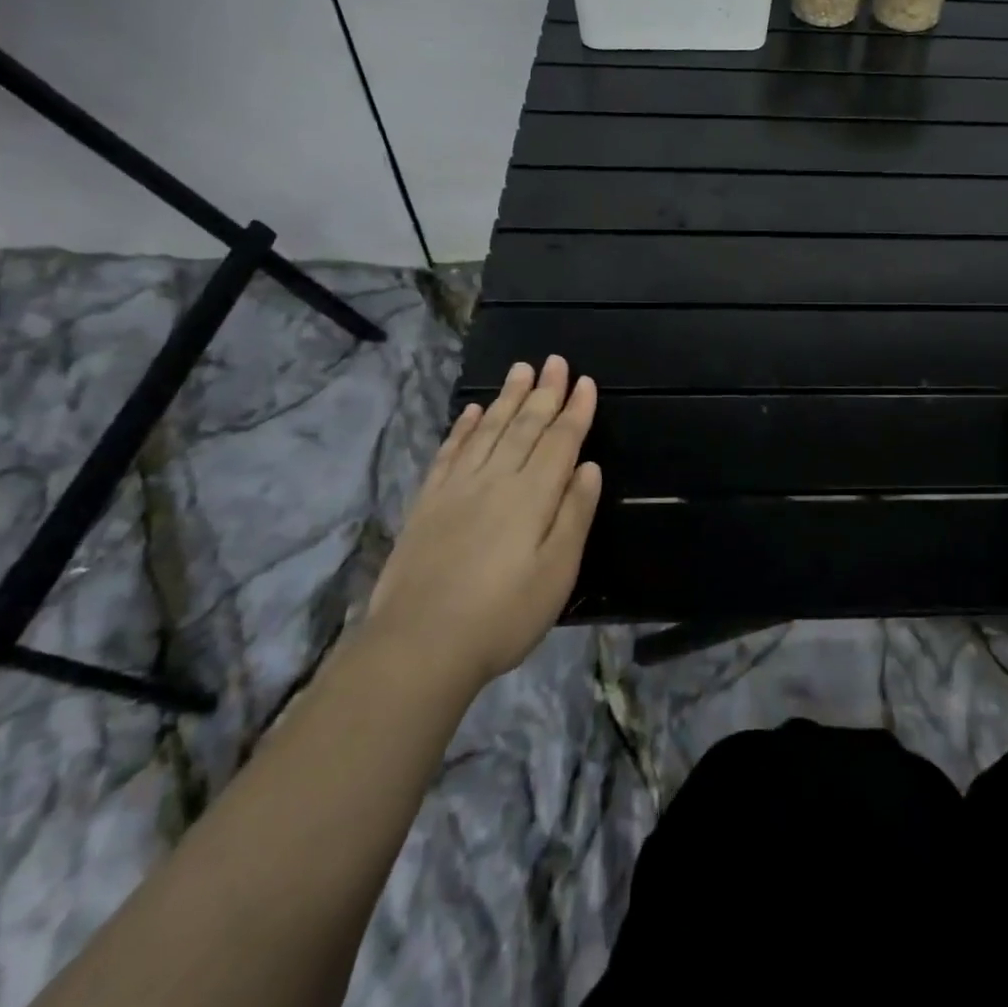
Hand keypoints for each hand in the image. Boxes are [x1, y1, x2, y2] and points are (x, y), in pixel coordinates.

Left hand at [365, 356, 602, 690]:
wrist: (419, 645)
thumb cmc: (503, 614)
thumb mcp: (557, 571)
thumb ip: (574, 514)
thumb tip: (588, 466)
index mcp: (533, 495)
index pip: (560, 440)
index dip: (575, 410)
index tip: (585, 382)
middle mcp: (496, 479)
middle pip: (524, 425)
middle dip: (544, 391)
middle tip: (555, 361)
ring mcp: (457, 488)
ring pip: (488, 430)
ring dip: (506, 398)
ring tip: (520, 370)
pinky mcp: (428, 503)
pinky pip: (450, 452)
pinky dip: (463, 428)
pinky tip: (471, 411)